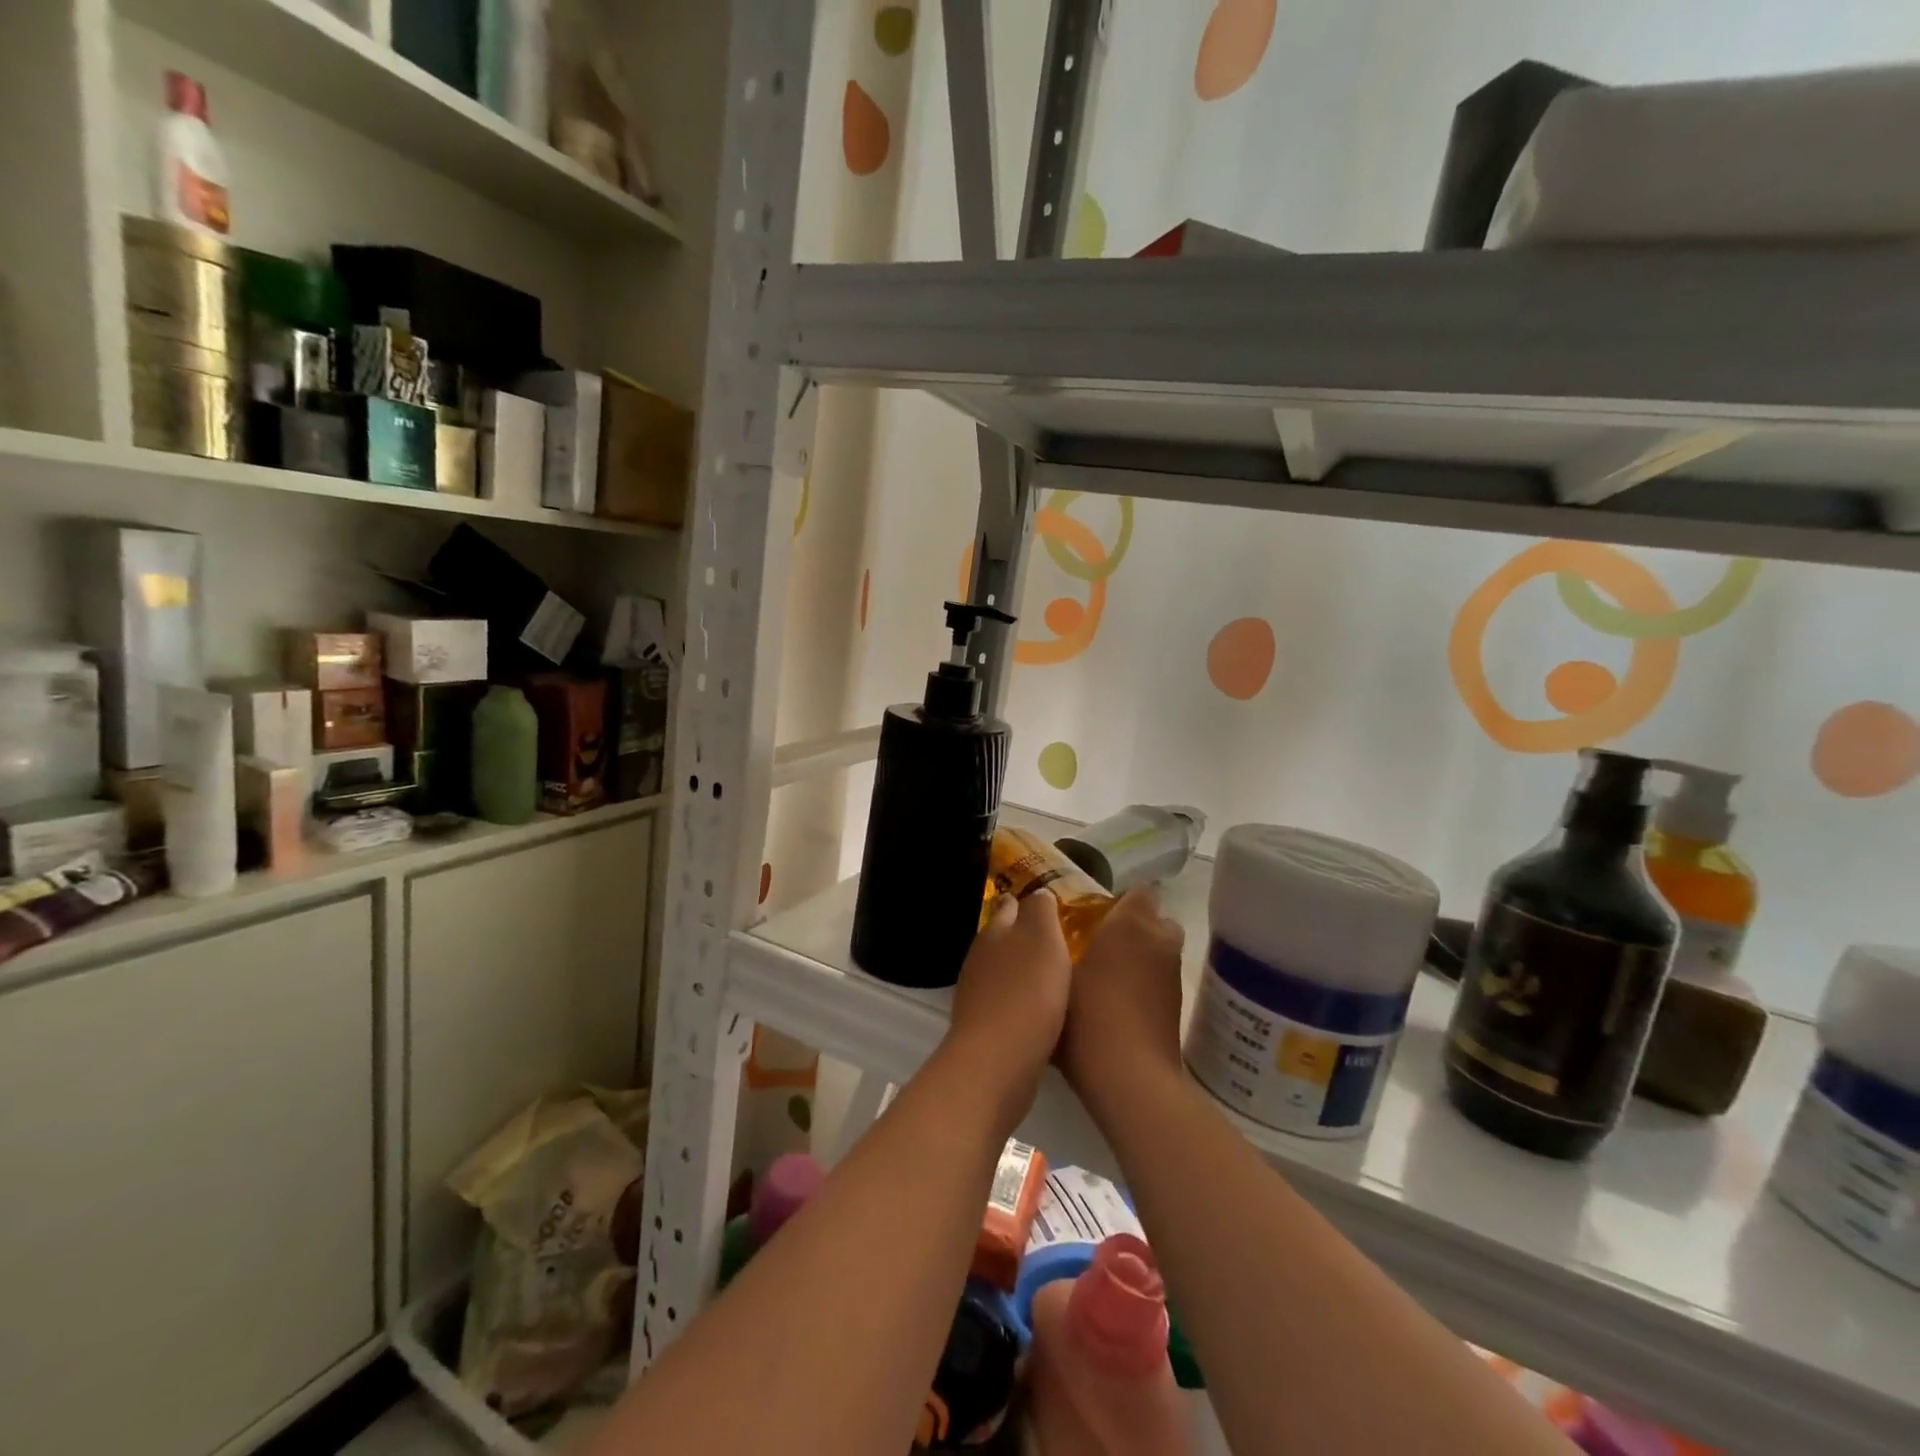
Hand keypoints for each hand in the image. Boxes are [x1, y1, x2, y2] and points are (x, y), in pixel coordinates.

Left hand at [947, 891, 1071, 1122]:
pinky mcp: (984, 1029)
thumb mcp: (1042, 939)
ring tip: (1052, 973)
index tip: (1046, 903)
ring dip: (1022, 970)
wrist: (998, 1061)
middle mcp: (980, 959)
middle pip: (1002, 939)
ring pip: (1003, 972)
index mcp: (994, 932)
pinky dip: (1022, 1000)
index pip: (1008, 906)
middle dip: (1022, 936)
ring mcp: (978, 995)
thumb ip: (1040, 911)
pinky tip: (1042, 1010)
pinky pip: (1007, 1003)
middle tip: (1055, 939)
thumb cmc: (1027, 992)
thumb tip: (1037, 893)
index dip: (1025, 902)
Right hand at [1058, 886, 1186, 1108]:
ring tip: (1101, 976)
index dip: (1120, 901)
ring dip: (1138, 957)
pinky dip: (1142, 984)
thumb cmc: (1087, 1015)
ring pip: (1158, 952)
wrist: (1129, 1077)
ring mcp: (1173, 976)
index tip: (1093, 915)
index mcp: (1132, 924)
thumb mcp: (1056, 973)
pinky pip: (1159, 979)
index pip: (1140, 892)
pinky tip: (1113, 1004)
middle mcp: (1160, 942)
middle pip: (1155, 921)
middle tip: (1097, 943)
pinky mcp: (1177, 1007)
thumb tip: (1046, 928)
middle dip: (1133, 927)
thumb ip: (1053, 944)